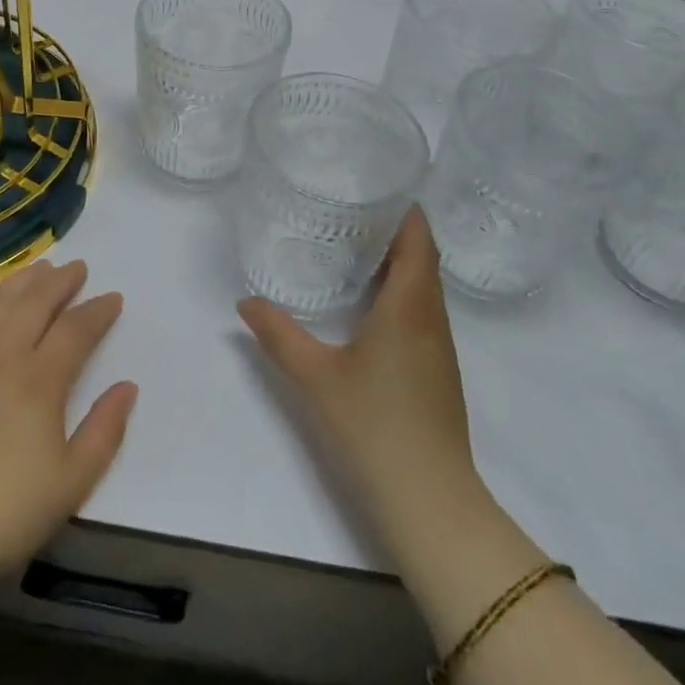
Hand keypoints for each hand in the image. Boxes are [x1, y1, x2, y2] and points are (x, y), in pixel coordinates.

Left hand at [0, 261, 137, 588]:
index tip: (112, 298)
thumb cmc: (3, 516)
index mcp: (40, 381)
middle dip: (62, 281)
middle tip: (77, 268)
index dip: (98, 311)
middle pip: (36, 302)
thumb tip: (128, 386)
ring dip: (23, 281)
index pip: (76, 329)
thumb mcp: (71, 484)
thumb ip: (104, 431)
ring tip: (40, 269)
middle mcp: (1, 355)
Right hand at [238, 208, 493, 583]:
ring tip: (352, 244)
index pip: (418, 237)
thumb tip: (245, 302)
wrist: (430, 500)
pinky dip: (400, 290)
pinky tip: (367, 302)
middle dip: (392, 228)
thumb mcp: (315, 376)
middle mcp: (432, 317)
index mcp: (409, 305)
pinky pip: (422, 310)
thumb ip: (278, 335)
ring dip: (398, 260)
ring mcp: (439, 346)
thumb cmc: (374, 426)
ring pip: (424, 285)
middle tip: (347, 208)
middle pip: (422, 256)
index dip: (402, 207)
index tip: (372, 184)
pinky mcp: (437, 370)